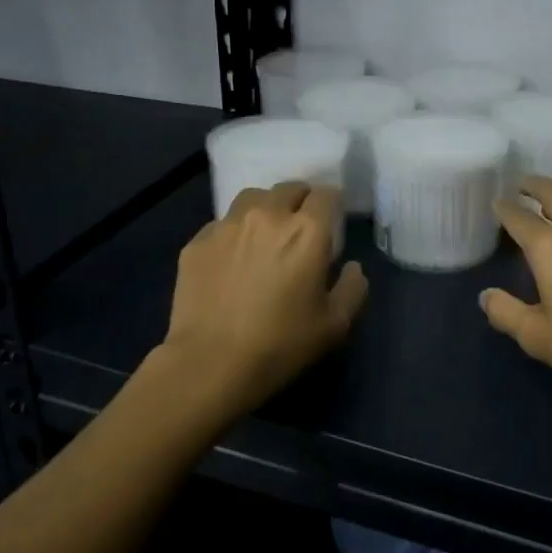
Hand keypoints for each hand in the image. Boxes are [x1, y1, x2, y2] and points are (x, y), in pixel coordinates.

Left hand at [156, 181, 367, 424]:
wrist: (210, 363)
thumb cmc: (280, 344)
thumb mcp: (334, 325)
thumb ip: (353, 289)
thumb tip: (352, 267)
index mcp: (307, 231)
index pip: (326, 194)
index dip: (332, 204)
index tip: (332, 221)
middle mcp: (268, 215)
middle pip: (289, 189)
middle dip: (300, 201)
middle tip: (301, 226)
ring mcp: (228, 225)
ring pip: (252, 198)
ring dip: (266, 208)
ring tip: (265, 232)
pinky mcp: (198, 241)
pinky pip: (222, 224)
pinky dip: (234, 233)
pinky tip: (232, 259)